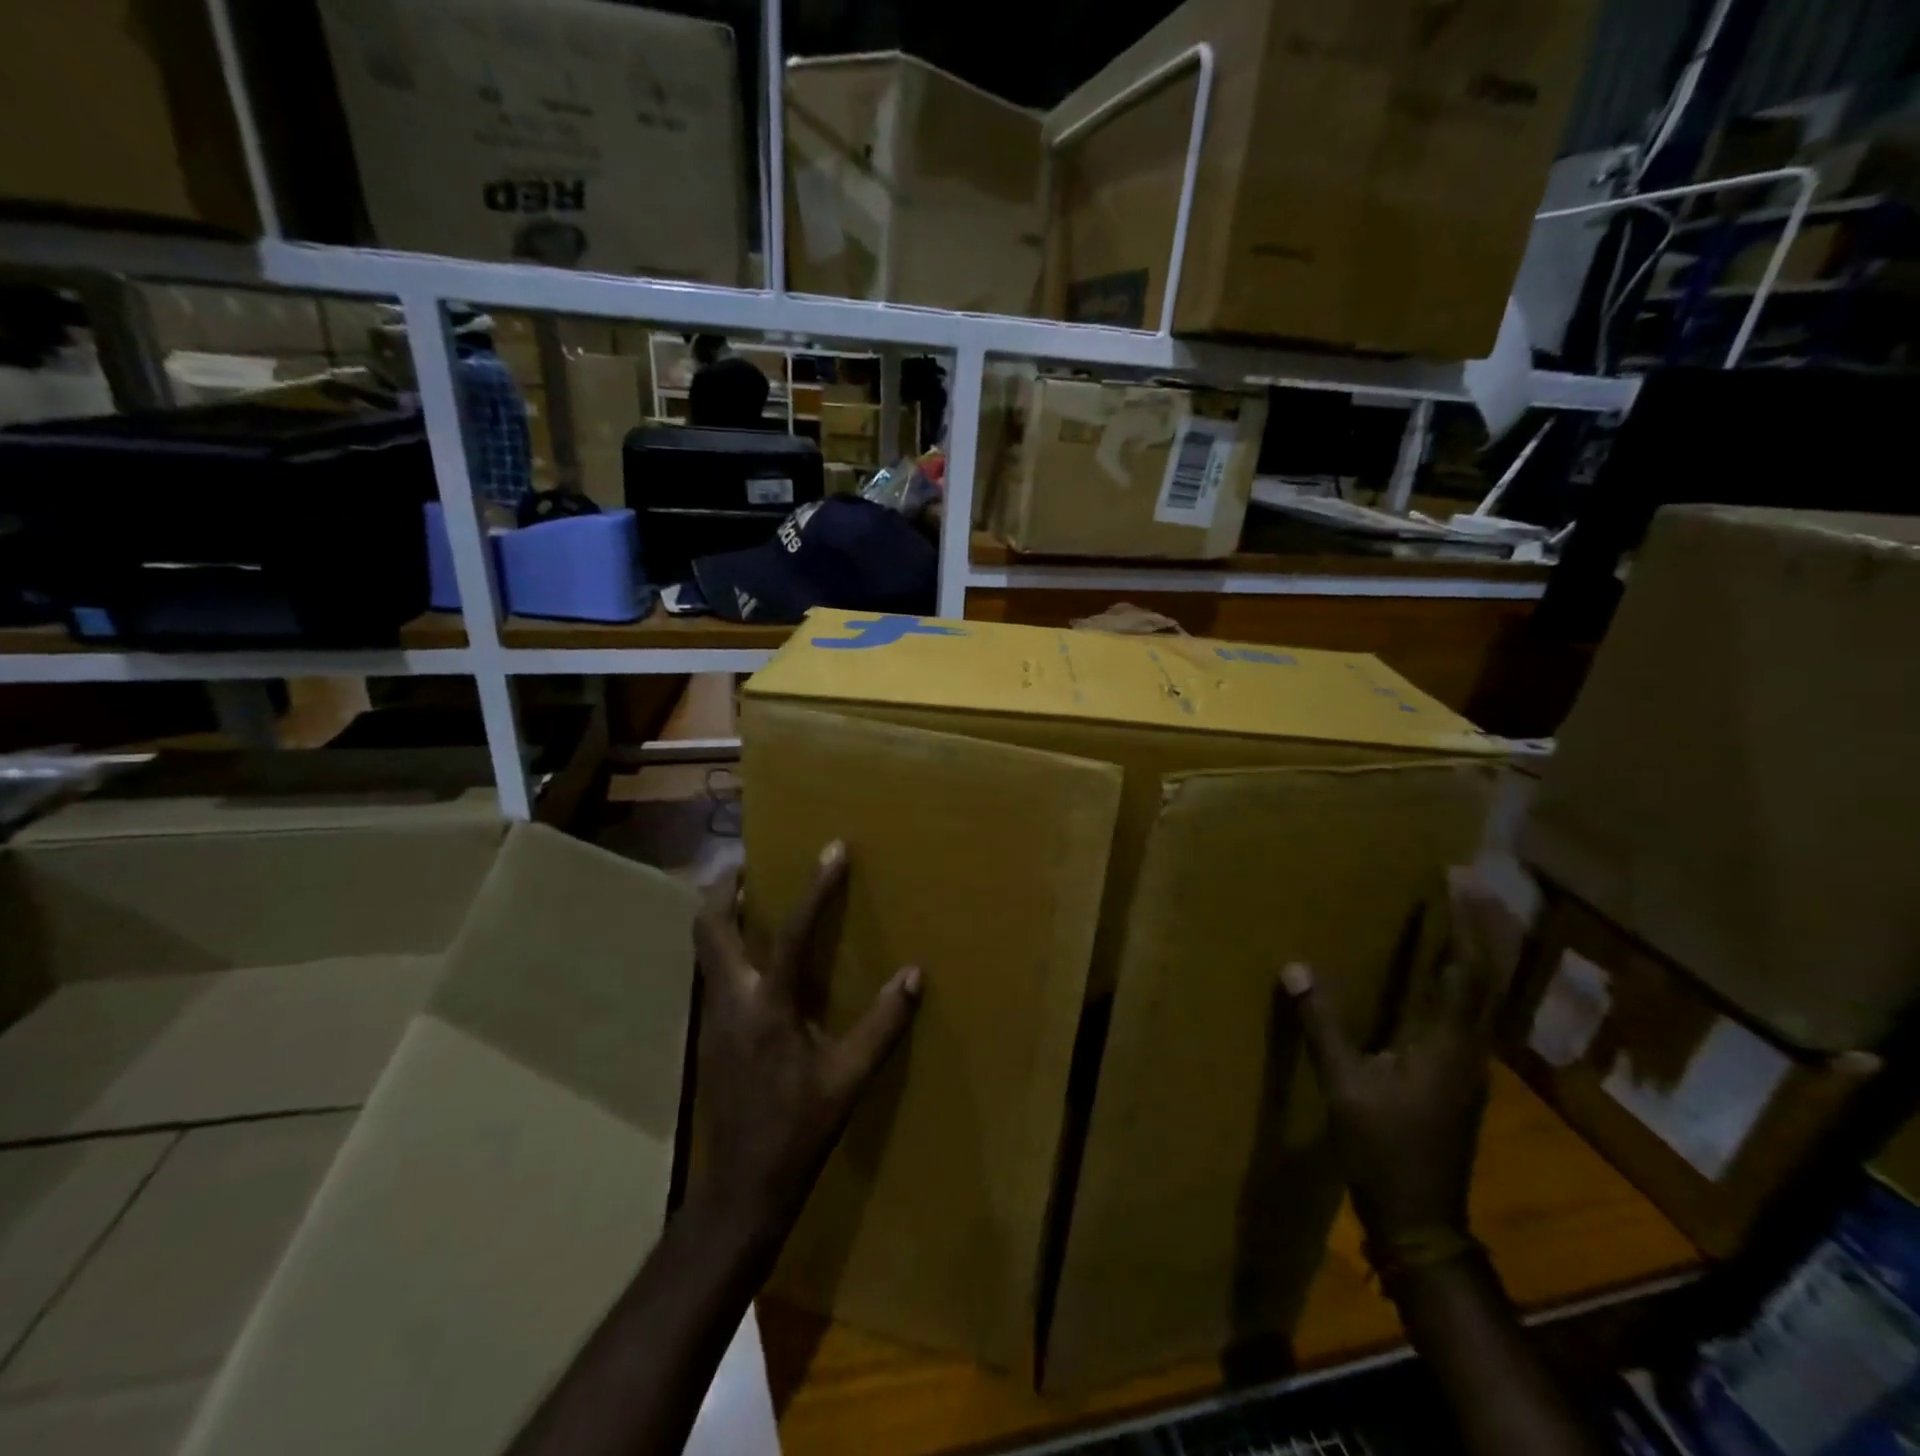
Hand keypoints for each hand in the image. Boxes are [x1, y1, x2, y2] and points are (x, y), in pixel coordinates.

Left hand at [690, 841, 920, 1253]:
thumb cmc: (799, 1129)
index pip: (792, 932)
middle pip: (709, 926)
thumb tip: (914, 975)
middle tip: (755, 862)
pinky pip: (714, 970)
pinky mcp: (709, 1033)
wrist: (741, 1187)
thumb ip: (882, 1024)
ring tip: (755, 896)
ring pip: (705, 947)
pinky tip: (759, 958)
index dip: (815, 888)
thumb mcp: (849, 1079)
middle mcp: (731, 1000)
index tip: (832, 849)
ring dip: (724, 914)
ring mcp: (712, 1016)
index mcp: (768, 1007)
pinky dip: (729, 946)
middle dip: (726, 887)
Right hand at [1283, 868, 1503, 1246]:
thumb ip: (1322, 1025)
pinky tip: (1438, 971)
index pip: (1464, 970)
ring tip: (1457, 911)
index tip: (1455, 877)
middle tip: (1468, 879)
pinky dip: (1460, 976)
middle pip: (1486, 975)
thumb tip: (1296, 967)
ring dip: (1475, 948)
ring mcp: (1469, 1063)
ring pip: (1482, 993)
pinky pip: (1467, 1009)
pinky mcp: (1458, 1074)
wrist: (1422, 1219)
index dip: (1463, 922)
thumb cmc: (1384, 1150)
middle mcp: (1469, 1046)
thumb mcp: (1344, 1086)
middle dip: (1481, 924)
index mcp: (1446, 1043)